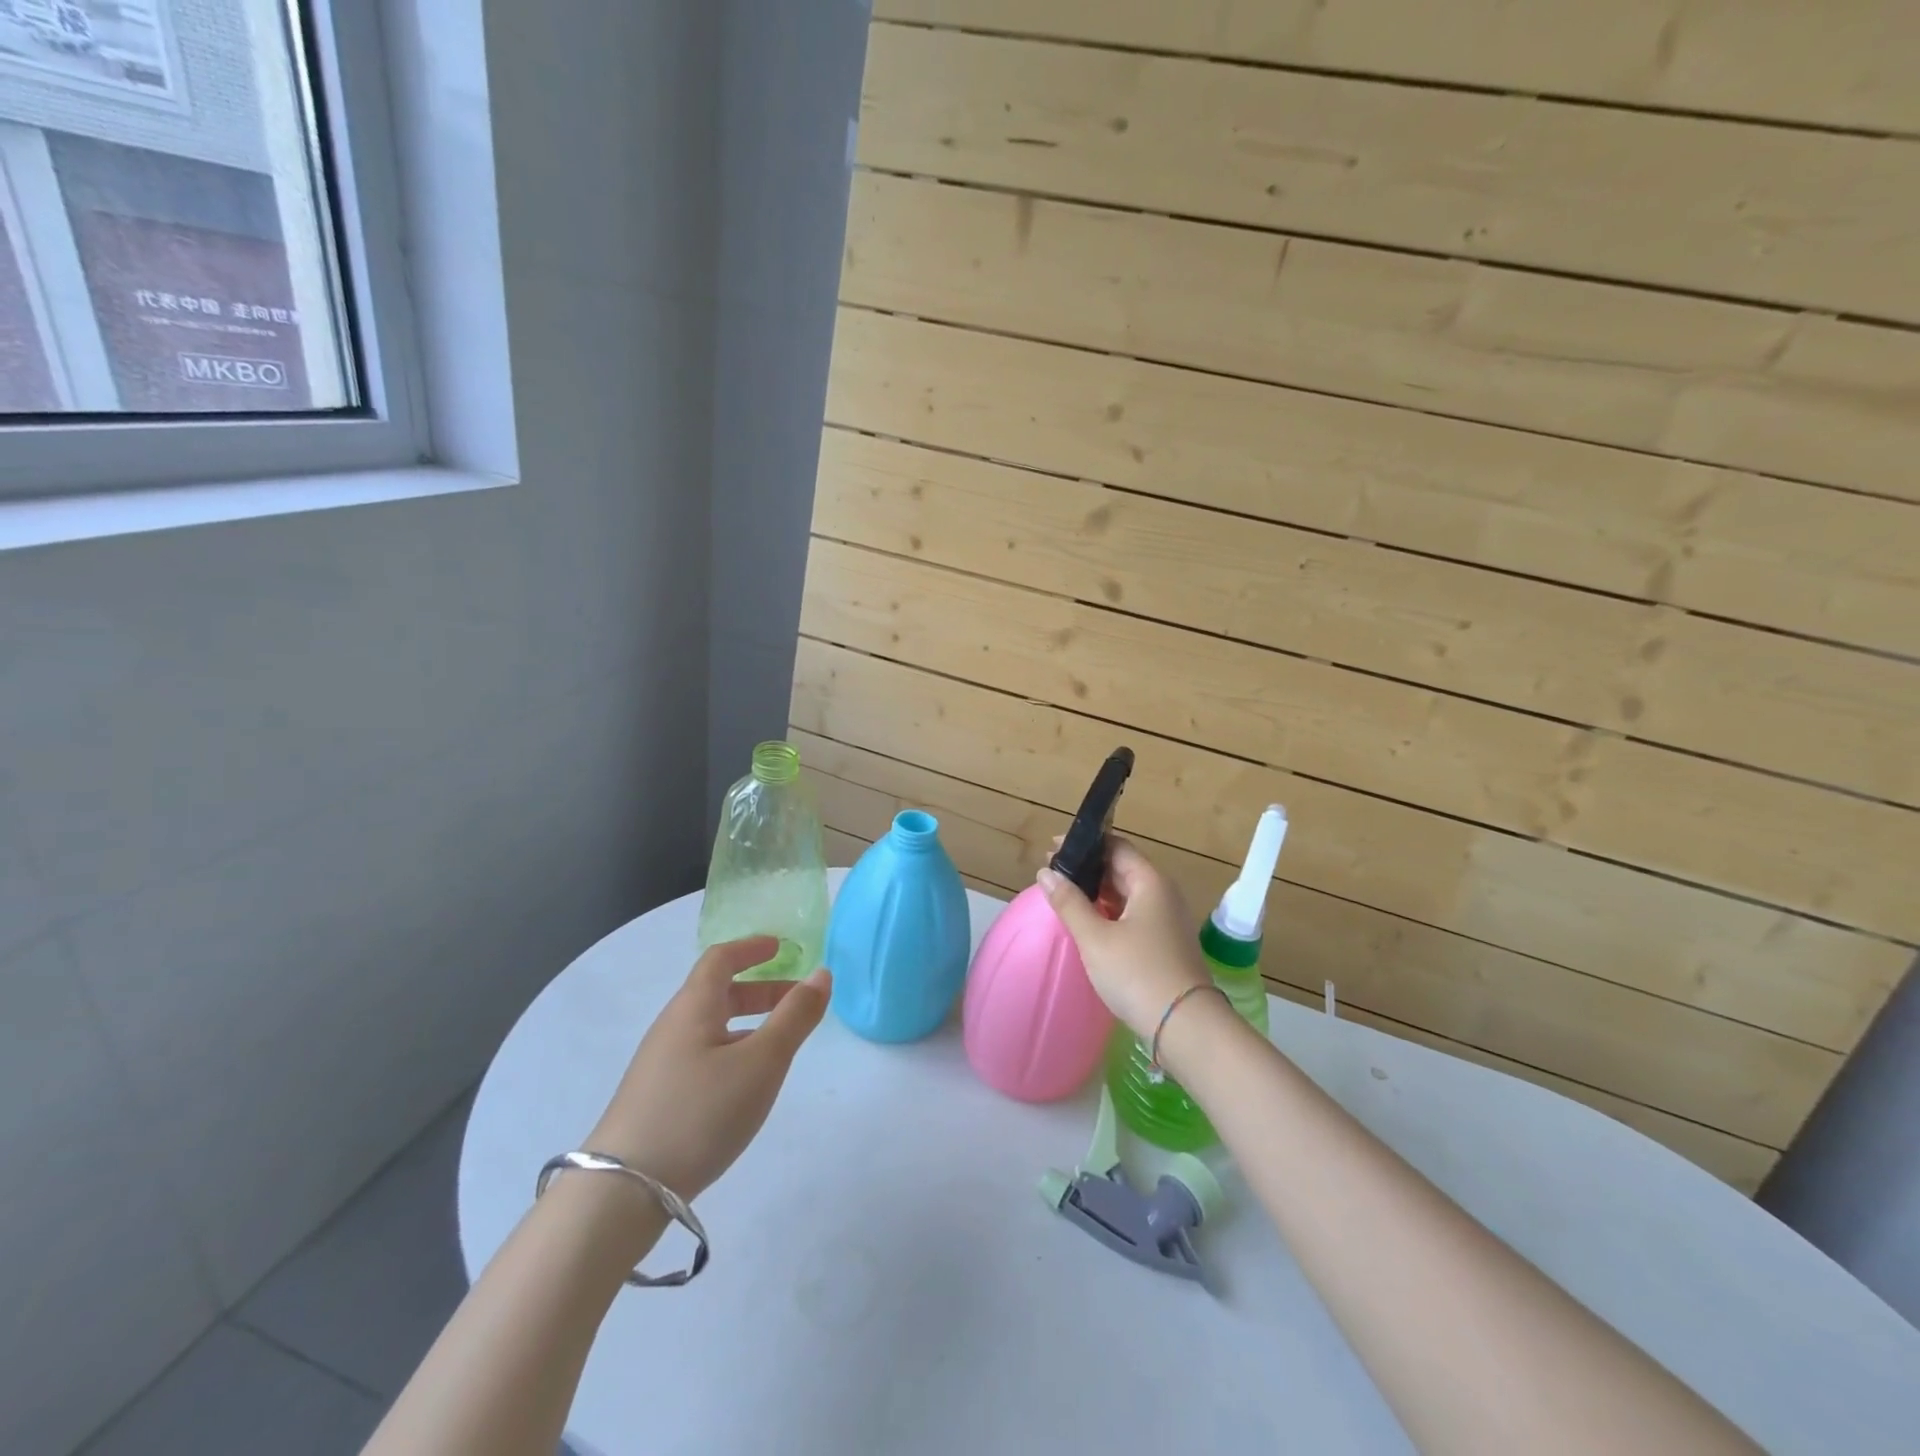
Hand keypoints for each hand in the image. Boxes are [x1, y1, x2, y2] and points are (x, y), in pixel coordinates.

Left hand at [586, 938, 829, 1199]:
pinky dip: (733, 1049)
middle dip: (760, 989)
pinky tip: (746, 1084)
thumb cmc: (700, 1112)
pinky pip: (702, 1054)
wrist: (623, 1192)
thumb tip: (821, 973)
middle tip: (796, 999)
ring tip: (780, 1045)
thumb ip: (795, 1016)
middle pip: (717, 992)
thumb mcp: (762, 1062)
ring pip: (711, 1027)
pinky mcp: (657, 1098)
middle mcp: (672, 1027)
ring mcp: (660, 1064)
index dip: (752, 948)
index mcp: (693, 1007)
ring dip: (749, 1023)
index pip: (721, 959)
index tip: (781, 947)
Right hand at [1037, 839, 1211, 1039]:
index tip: (1053, 850)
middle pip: (1122, 869)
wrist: (1185, 1027)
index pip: (1116, 847)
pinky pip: (1133, 915)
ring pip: (1127, 895)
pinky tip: (1089, 923)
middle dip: (1088, 869)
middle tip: (1052, 874)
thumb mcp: (1095, 938)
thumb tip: (1046, 873)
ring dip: (1097, 893)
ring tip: (1064, 897)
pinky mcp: (1165, 944)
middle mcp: (1163, 894)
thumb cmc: (1138, 974)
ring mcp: (1167, 920)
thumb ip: (1069, 903)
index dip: (1085, 844)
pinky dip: (1110, 913)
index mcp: (1150, 882)